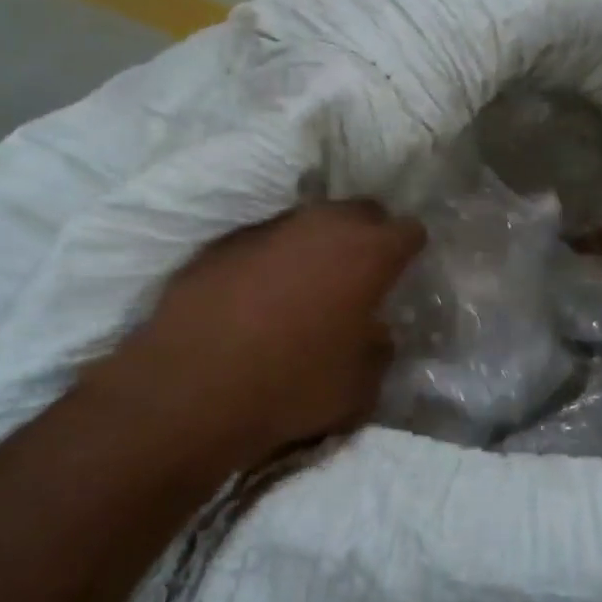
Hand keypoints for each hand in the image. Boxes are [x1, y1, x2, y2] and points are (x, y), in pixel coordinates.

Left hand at [113, 202, 425, 464]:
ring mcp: (269, 228)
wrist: (191, 390)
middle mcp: (321, 225)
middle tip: (361, 272)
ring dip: (317, 244)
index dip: (410, 249)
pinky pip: (264, 241)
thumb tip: (372, 331)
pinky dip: (272, 259)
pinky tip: (257, 295)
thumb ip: (378, 348)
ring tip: (307, 283)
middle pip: (360, 211)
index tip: (404, 270)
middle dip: (368, 234)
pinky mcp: (224, 242)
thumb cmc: (292, 387)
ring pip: (309, 221)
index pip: (409, 230)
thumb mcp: (361, 387)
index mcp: (366, 253)